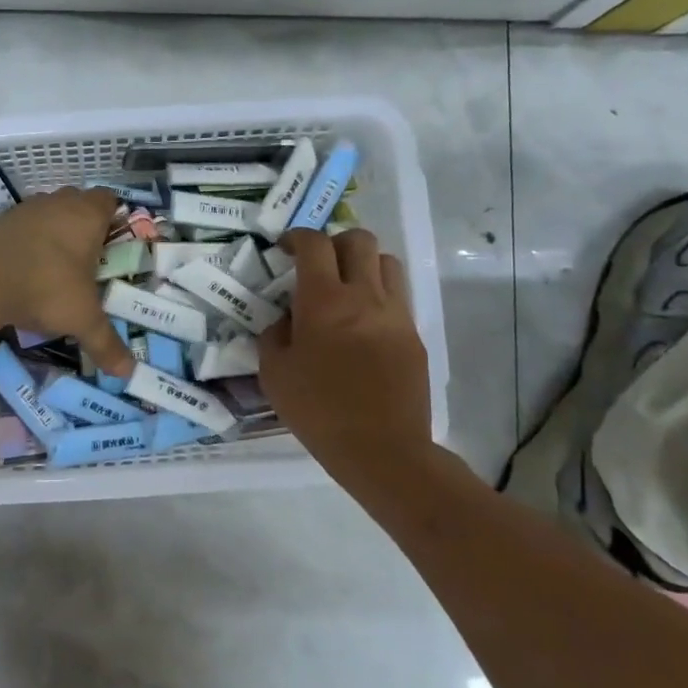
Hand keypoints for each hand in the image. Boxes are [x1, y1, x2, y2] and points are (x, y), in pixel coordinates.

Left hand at [0, 187, 135, 375]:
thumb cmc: (46, 289)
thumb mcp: (83, 319)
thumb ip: (107, 343)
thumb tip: (128, 373)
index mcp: (87, 215)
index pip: (109, 200)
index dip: (114, 218)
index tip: (113, 245)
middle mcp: (57, 203)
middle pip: (78, 201)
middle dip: (85, 224)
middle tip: (89, 257)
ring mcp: (26, 210)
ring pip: (49, 210)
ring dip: (55, 229)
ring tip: (58, 264)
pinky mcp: (0, 223)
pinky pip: (24, 225)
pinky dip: (29, 240)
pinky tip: (28, 268)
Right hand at [259, 228, 432, 487]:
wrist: (382, 450)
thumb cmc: (318, 411)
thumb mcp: (274, 374)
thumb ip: (274, 335)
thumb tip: (286, 318)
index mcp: (324, 301)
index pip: (314, 244)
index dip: (297, 237)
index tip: (285, 248)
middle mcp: (364, 296)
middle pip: (359, 240)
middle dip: (334, 242)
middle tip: (318, 264)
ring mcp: (395, 314)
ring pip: (386, 262)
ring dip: (363, 264)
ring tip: (346, 288)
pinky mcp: (413, 335)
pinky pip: (397, 296)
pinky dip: (378, 294)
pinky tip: (362, 323)